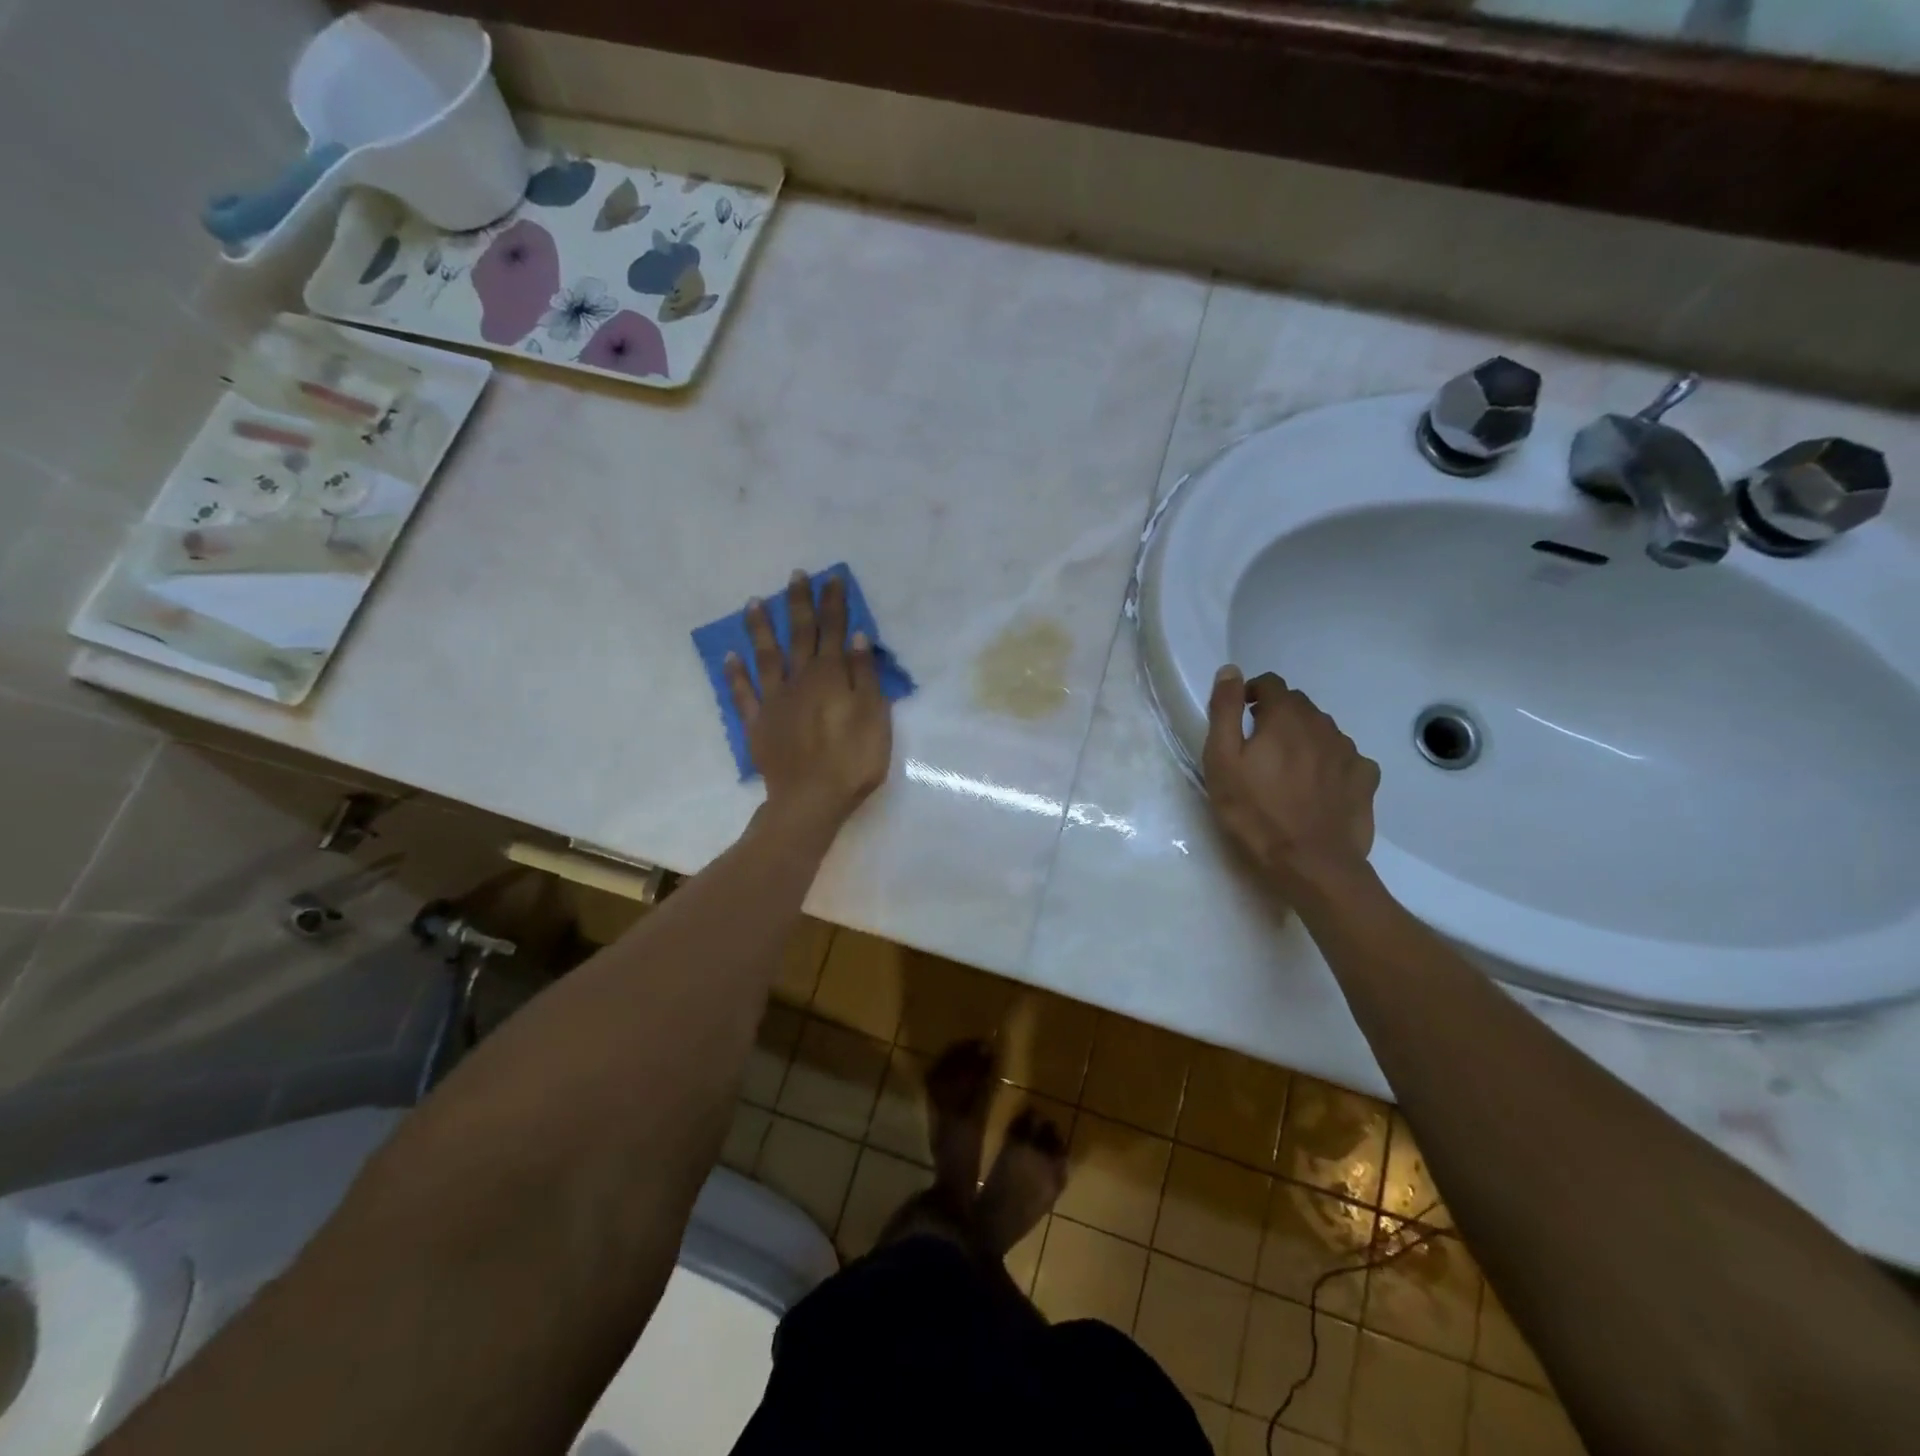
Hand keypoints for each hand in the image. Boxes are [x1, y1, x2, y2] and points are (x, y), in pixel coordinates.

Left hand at [725, 570, 893, 833]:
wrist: (811, 800)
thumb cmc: (853, 760)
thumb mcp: (874, 717)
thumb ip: (864, 676)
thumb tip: (856, 637)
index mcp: (831, 676)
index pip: (834, 631)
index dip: (833, 604)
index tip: (831, 577)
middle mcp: (799, 680)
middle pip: (800, 635)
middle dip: (799, 604)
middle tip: (795, 575)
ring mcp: (774, 701)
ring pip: (766, 656)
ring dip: (761, 628)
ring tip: (754, 602)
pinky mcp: (757, 724)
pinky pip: (744, 693)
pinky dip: (736, 673)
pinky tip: (730, 655)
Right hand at [1203, 666, 1379, 891]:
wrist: (1311, 864)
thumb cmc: (1255, 812)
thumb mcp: (1222, 761)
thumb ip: (1224, 711)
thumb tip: (1230, 671)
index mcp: (1286, 718)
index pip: (1271, 683)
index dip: (1252, 693)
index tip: (1240, 715)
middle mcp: (1322, 725)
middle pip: (1298, 705)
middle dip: (1277, 715)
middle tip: (1257, 746)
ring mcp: (1349, 752)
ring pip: (1323, 730)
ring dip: (1303, 737)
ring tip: (1286, 769)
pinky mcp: (1365, 779)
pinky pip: (1346, 757)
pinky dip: (1329, 761)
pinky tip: (1318, 786)